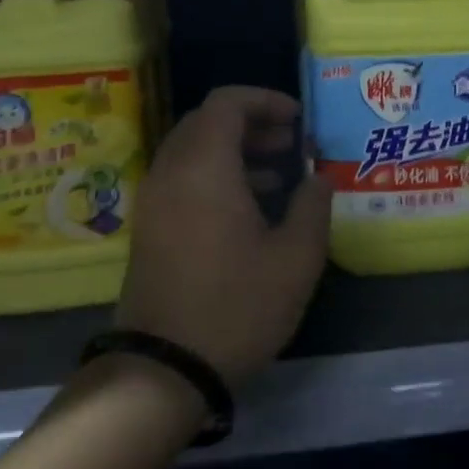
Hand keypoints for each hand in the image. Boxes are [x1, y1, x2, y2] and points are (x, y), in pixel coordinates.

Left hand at [114, 86, 330, 384]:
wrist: (165, 368)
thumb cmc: (237, 306)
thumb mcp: (296, 258)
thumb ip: (312, 206)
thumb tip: (318, 178)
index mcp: (205, 168)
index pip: (227, 103)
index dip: (266, 101)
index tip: (299, 120)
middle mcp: (171, 173)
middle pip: (207, 122)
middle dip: (252, 124)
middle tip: (291, 144)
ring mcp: (154, 201)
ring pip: (193, 151)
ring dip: (235, 150)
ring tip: (279, 175)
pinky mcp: (150, 228)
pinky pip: (182, 179)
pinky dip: (216, 175)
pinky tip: (251, 208)